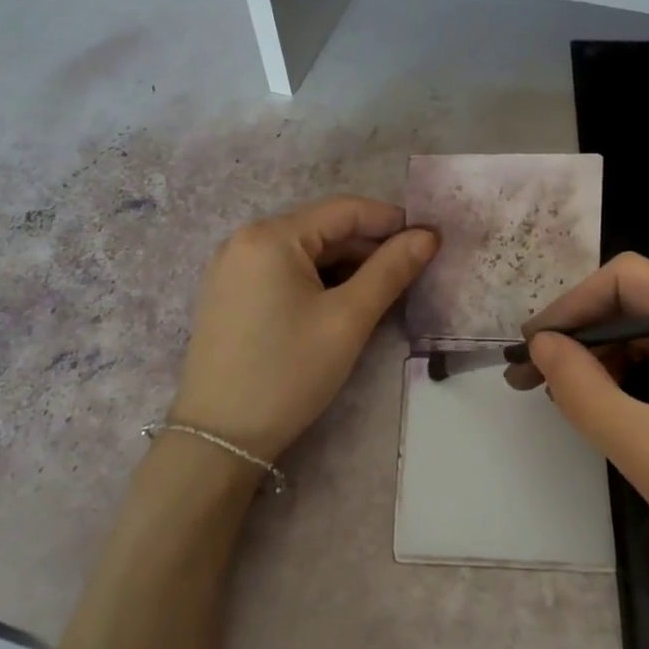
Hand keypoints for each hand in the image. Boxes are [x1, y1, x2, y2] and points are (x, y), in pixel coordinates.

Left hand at [171, 196, 437, 461]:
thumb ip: (390, 270)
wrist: (219, 438)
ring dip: (345, 265)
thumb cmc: (288, 372)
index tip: (430, 238)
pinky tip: (341, 301)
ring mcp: (232, 267)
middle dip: (369, 246)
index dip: (391, 220)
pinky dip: (317, 279)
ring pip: (303, 252)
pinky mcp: (228, 293)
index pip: (344, 210)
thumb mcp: (348, 319)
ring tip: (384, 288)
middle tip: (413, 269)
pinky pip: (282, 271)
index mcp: (271, 235)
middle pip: (321, 229)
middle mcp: (245, 239)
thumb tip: (428, 235)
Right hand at [517, 253, 648, 607]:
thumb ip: (582, 390)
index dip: (571, 304)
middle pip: (635, 303)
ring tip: (563, 398)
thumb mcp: (645, 449)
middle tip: (533, 378)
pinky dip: (630, 380)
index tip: (533, 348)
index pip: (624, 278)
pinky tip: (609, 410)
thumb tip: (541, 345)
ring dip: (601, 359)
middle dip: (580, 334)